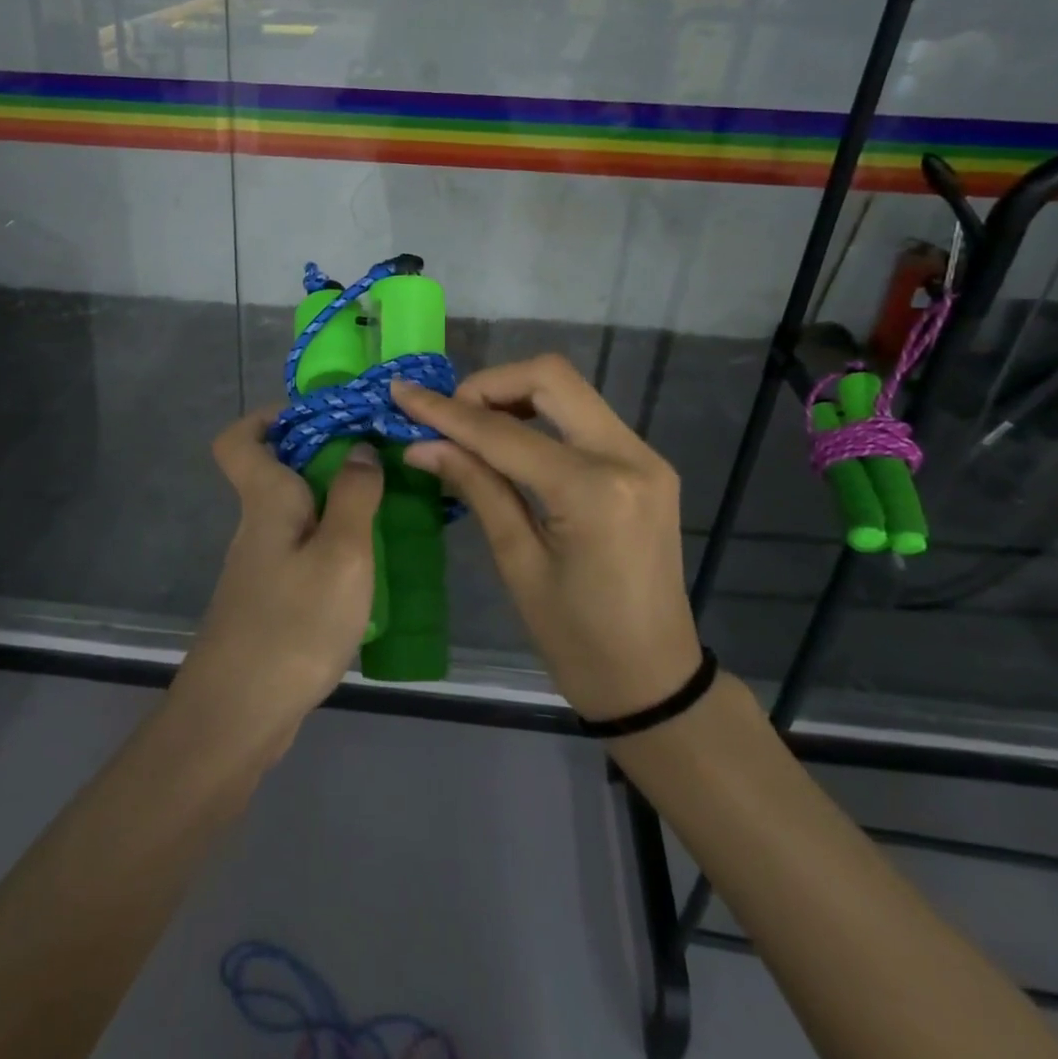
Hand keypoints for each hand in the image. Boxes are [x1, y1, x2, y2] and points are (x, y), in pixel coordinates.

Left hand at [172, 409, 383, 762]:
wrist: (239, 716)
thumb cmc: (294, 624)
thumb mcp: (341, 554)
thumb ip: (353, 496)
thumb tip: (358, 448)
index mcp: (265, 501)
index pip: (239, 440)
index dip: (267, 418)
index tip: (318, 417)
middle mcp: (256, 526)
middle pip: (276, 473)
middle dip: (324, 459)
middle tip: (378, 463)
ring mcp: (260, 567)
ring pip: (294, 515)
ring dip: (334, 504)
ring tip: (387, 510)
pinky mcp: (270, 601)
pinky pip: (302, 552)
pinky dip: (331, 545)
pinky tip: (367, 566)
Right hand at [393, 356, 701, 721]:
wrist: (655, 680)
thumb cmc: (577, 640)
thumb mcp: (517, 563)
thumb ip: (476, 487)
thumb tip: (421, 444)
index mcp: (593, 491)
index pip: (504, 432)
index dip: (446, 411)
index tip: (402, 392)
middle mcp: (628, 456)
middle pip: (551, 377)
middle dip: (488, 385)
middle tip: (448, 417)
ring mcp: (645, 456)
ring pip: (569, 390)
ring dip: (514, 395)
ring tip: (471, 428)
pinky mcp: (646, 464)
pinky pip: (584, 417)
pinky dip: (540, 417)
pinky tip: (510, 442)